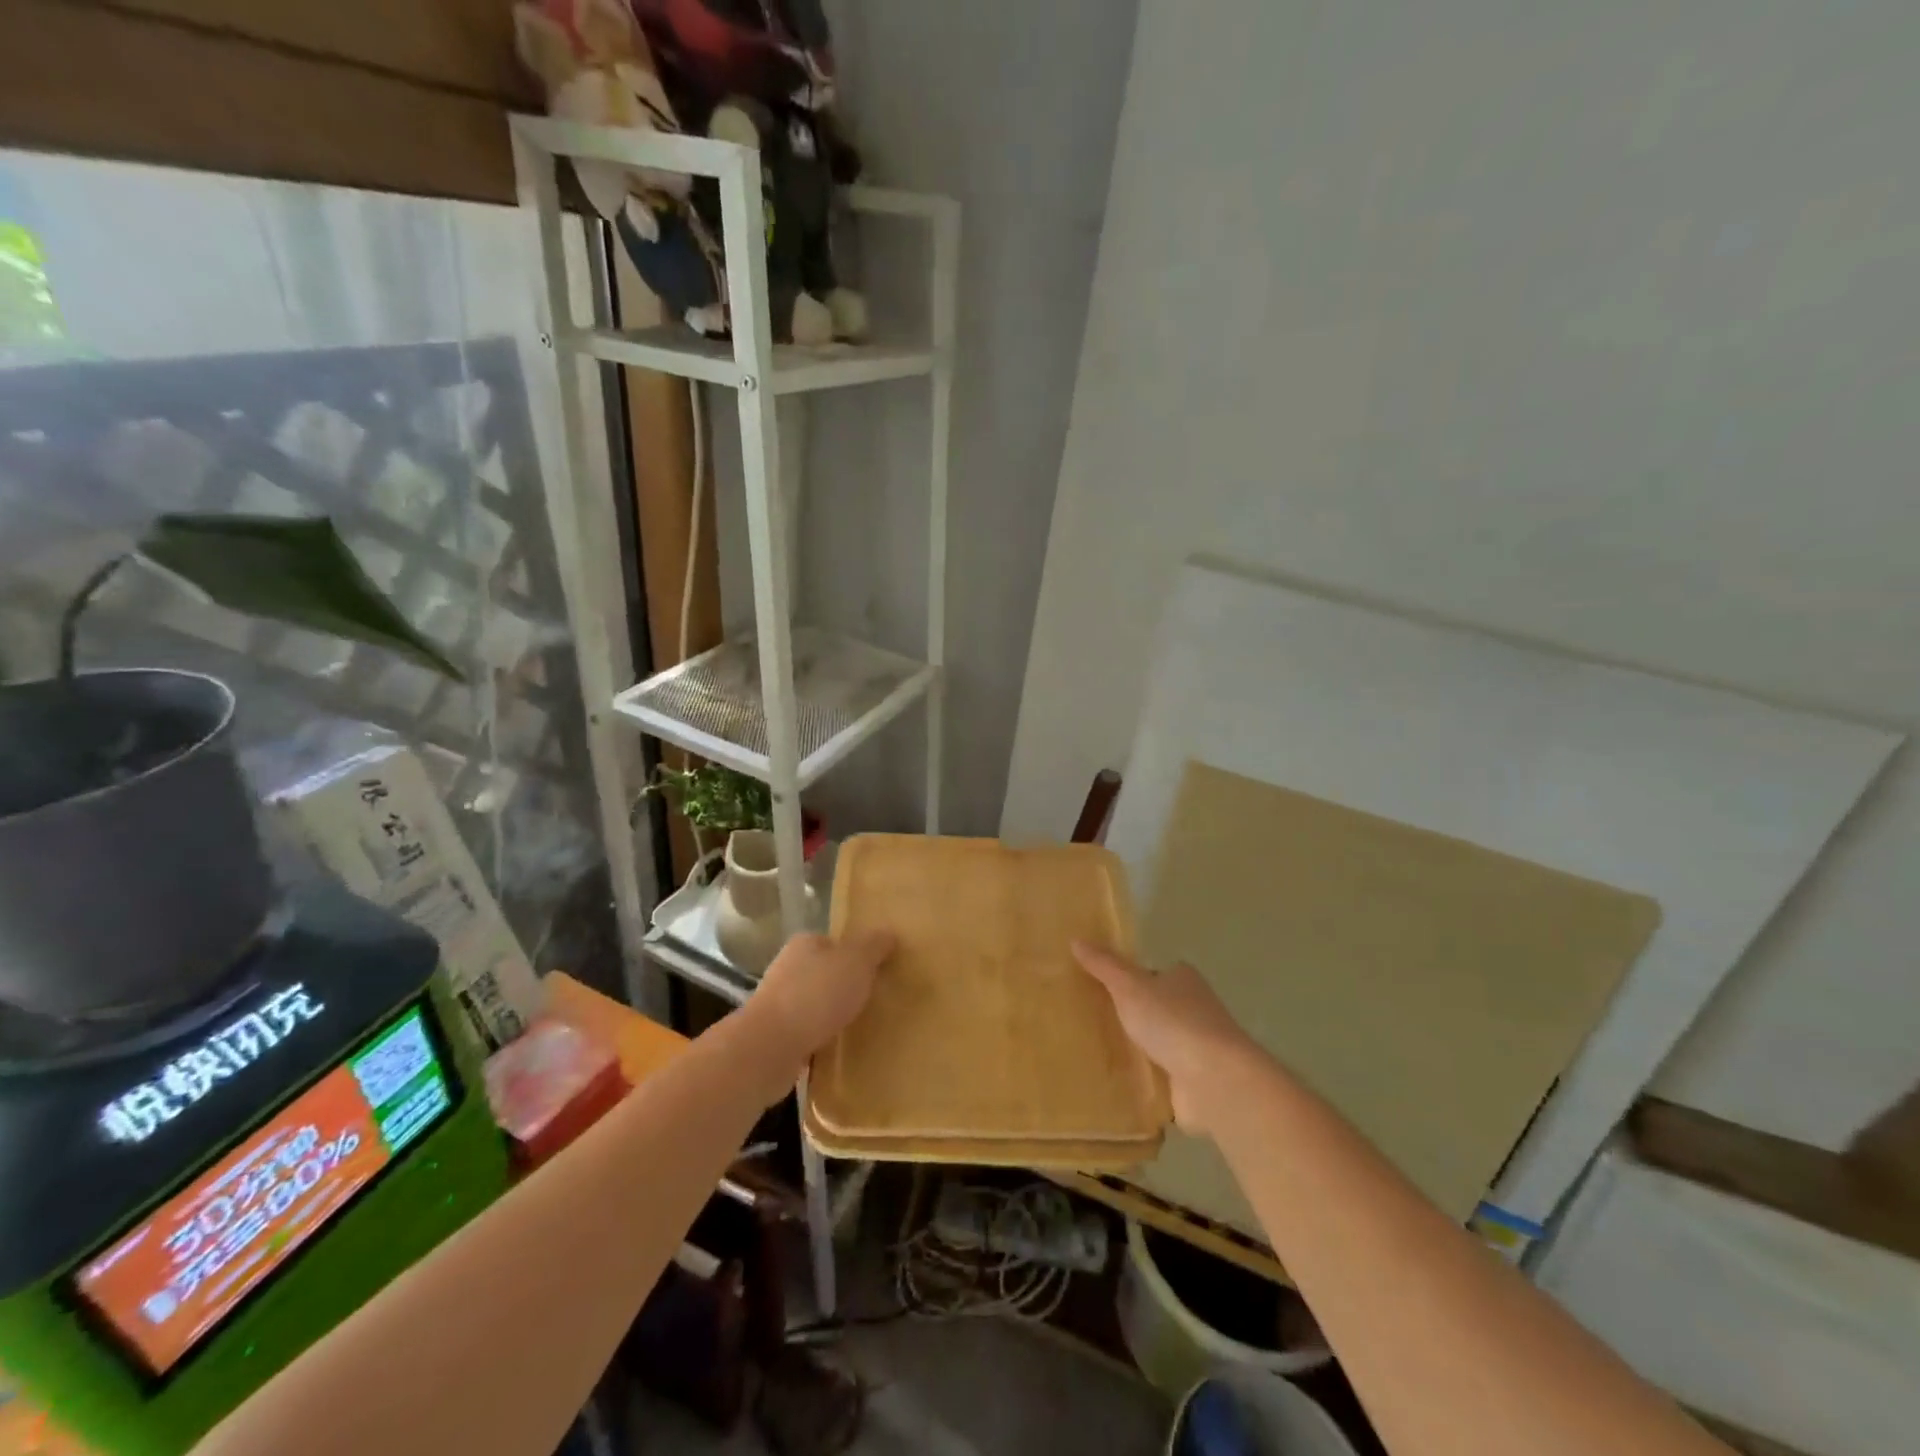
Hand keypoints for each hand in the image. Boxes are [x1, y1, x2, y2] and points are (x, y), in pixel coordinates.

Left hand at [752, 930, 894, 1064]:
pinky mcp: (774, 1037)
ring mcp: (777, 1004)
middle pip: (823, 973)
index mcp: (804, 944)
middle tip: (872, 1000)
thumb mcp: (857, 961)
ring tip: (858, 1027)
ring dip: (831, 1015)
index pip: (833, 942)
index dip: (855, 955)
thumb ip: (874, 946)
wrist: (770, 1048)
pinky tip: (837, 1050)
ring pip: (813, 1005)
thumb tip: (888, 932)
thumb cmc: (816, 995)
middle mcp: (787, 969)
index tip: (875, 972)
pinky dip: (820, 1039)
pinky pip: (805, 1034)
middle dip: (844, 986)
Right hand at [1072, 942, 1256, 1133]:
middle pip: (1153, 1009)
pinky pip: (1157, 1078)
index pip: (1153, 973)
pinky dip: (1139, 1080)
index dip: (1128, 978)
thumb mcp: (1130, 986)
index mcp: (1183, 980)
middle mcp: (1193, 1010)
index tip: (1098, 987)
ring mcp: (1194, 1049)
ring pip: (1155, 1044)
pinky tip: (1111, 1084)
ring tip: (1091, 1052)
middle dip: (1128, 1015)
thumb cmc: (1173, 1022)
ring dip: (1133, 1050)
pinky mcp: (1191, 1084)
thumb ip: (1104, 965)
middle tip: (1087, 1020)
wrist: (1214, 1081)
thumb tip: (1076, 940)